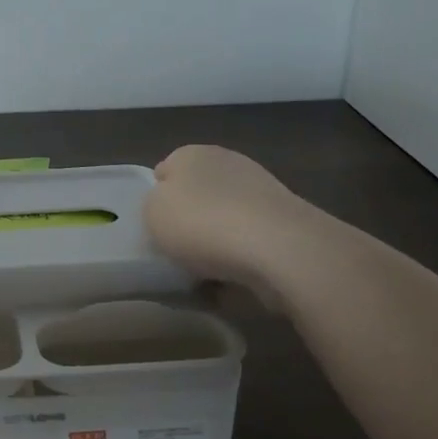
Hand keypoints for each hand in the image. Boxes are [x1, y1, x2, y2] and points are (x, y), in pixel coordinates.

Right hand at [143, 144, 318, 285]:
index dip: (157, 198)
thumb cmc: (202, 223)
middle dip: (190, 220)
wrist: (278, 249)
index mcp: (191, 154)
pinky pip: (249, 245)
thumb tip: (171, 206)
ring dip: (216, 244)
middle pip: (198, 195)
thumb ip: (154, 204)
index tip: (154, 227)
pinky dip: (241, 261)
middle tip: (177, 251)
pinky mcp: (286, 224)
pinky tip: (232, 284)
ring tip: (204, 275)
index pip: (164, 171)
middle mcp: (228, 164)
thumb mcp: (151, 212)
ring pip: (225, 220)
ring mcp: (262, 192)